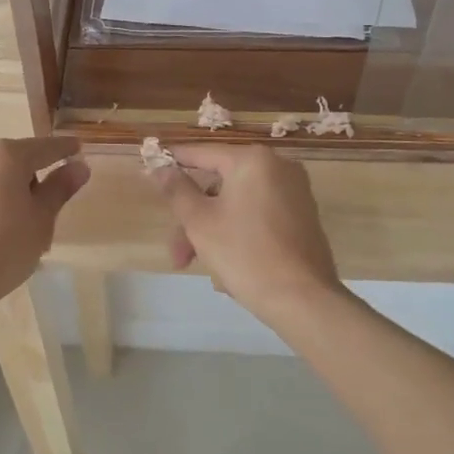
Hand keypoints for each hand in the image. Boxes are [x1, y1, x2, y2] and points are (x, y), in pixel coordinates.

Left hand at [0, 137, 88, 306]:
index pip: (44, 148)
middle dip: (18, 177)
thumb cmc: (3, 251)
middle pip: (5, 160)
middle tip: (27, 209)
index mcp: (6, 156)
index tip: (75, 149)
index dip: (63, 150)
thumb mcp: (41, 222)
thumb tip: (79, 166)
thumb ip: (60, 188)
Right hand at [150, 144, 342, 323]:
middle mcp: (278, 167)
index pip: (202, 153)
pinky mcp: (303, 216)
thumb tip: (160, 167)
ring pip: (237, 203)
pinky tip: (223, 261)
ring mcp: (294, 192)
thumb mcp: (200, 221)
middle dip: (193, 218)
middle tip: (177, 251)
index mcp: (253, 160)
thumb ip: (177, 190)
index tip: (150, 168)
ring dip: (211, 229)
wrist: (303, 299)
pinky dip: (237, 230)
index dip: (174, 163)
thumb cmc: (245, 253)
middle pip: (219, 185)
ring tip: (194, 264)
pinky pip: (258, 214)